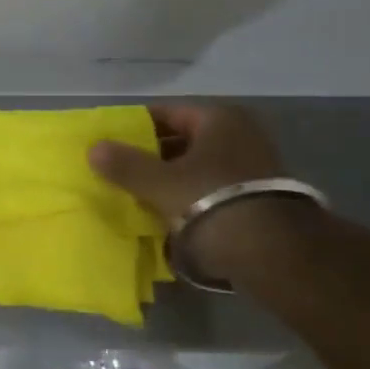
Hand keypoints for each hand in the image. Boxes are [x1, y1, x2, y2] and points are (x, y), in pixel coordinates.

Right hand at [88, 103, 309, 279]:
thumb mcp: (160, 184)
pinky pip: (211, 189)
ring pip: (196, 167)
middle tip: (119, 171)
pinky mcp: (259, 197)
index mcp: (219, 119)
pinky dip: (190, 198)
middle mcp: (241, 134)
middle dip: (150, 156)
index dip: (134, 127)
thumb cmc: (213, 203)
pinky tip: (167, 215)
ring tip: (137, 195)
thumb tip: (93, 148)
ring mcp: (254, 166)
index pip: (165, 113)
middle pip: (181, 141)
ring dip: (170, 180)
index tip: (110, 143)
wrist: (276, 255)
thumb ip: (125, 165)